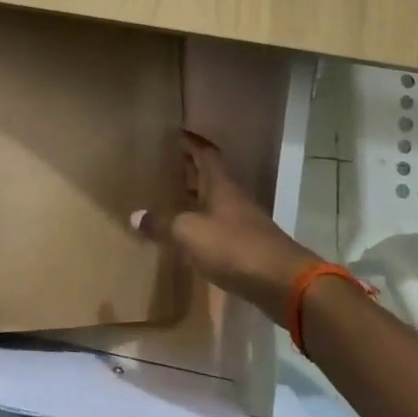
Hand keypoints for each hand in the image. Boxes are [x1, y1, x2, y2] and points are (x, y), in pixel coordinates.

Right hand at [132, 131, 319, 320]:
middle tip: (166, 164)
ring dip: (196, 196)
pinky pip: (220, 224)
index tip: (175, 134)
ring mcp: (243, 221)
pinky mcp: (248, 245)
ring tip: (171, 197)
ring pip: (215, 200)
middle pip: (211, 175)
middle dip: (190, 168)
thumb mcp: (190, 233)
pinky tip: (190, 234)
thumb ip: (163, 224)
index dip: (190, 142)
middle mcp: (233, 197)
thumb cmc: (234, 247)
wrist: (282, 282)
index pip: (205, 153)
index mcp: (221, 185)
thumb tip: (135, 216)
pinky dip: (203, 222)